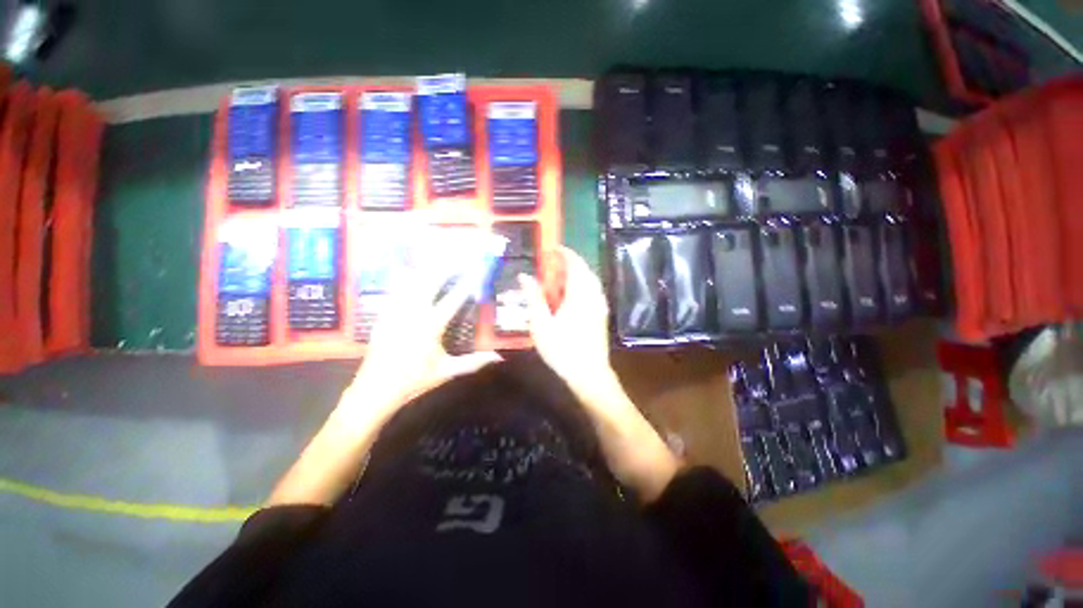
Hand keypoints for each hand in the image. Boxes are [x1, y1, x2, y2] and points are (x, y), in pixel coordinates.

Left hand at [346, 268, 501, 419]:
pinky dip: (405, 278)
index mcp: (431, 325)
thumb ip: (473, 362)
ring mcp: (396, 311)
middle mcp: (413, 312)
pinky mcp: (383, 314)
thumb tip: (498, 357)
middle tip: (459, 257)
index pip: (454, 298)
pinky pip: (395, 289)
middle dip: (447, 267)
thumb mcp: (446, 371)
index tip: (477, 269)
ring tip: (439, 259)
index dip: (467, 282)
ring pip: (411, 281)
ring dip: (427, 269)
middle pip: (431, 281)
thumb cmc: (414, 380)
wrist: (374, 389)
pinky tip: (410, 271)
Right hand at [521, 247, 679, 500]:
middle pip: (584, 270)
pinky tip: (572, 294)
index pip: (574, 264)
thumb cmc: (563, 350)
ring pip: (590, 280)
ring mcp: (600, 305)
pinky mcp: (601, 315)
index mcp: (579, 294)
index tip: (551, 248)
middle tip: (553, 262)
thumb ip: (533, 298)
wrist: (590, 375)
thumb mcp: (541, 325)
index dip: (564, 253)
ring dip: (577, 273)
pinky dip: (582, 284)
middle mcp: (593, 295)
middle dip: (570, 262)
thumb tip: (525, 276)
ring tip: (560, 275)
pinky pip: (593, 290)